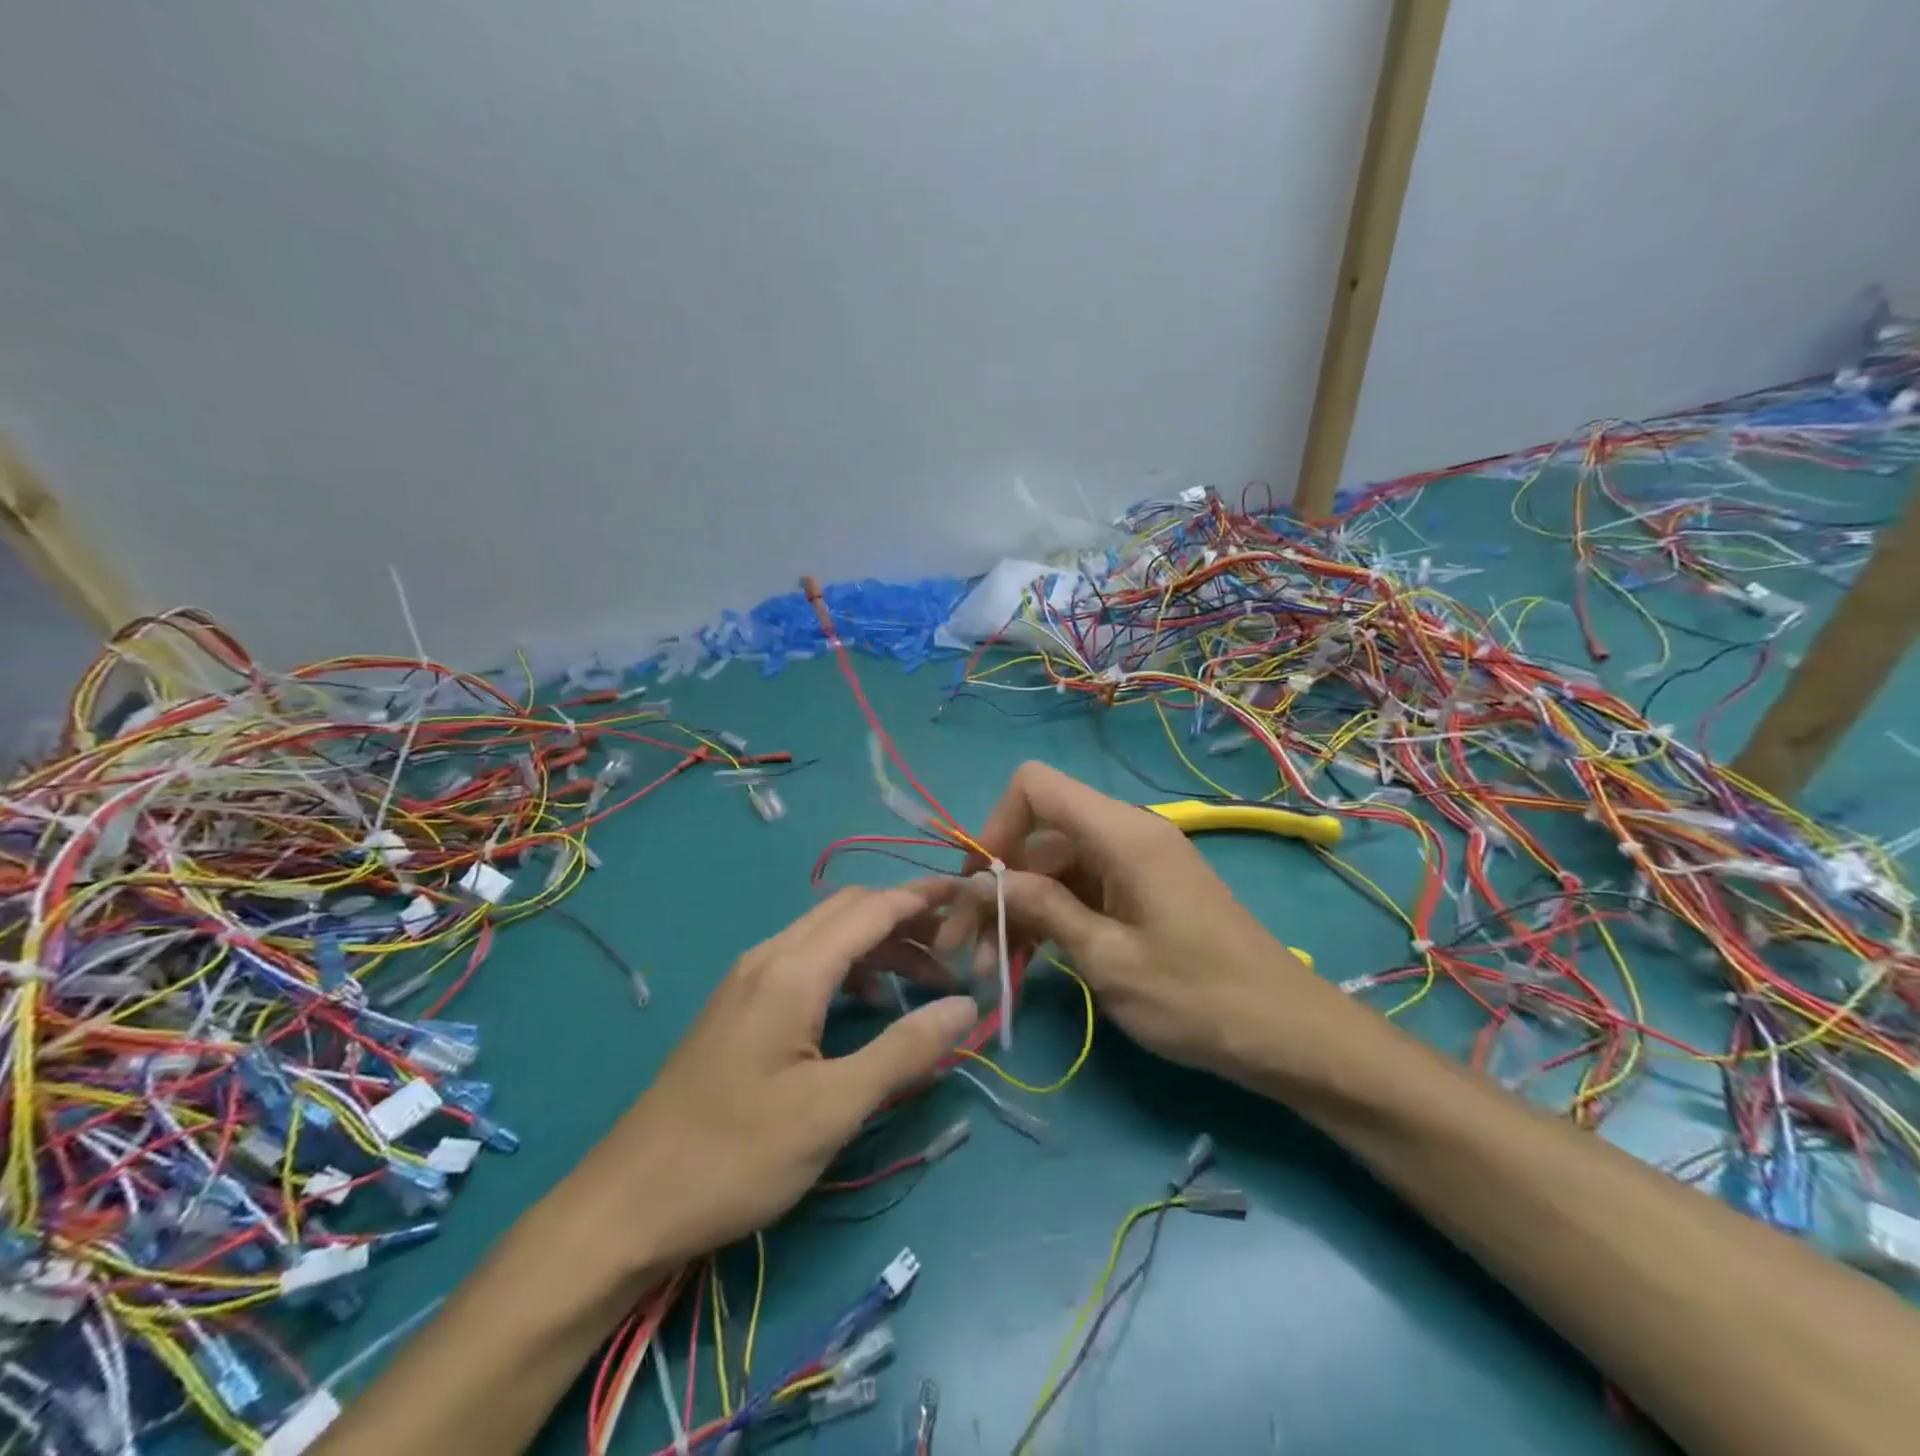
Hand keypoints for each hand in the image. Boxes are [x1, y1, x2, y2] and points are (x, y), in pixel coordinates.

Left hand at [578, 883, 976, 1266]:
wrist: (629, 1201)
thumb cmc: (737, 1155)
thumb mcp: (834, 1108)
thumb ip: (905, 1051)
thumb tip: (966, 1005)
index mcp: (794, 969)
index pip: (873, 909)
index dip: (924, 897)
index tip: (971, 894)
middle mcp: (770, 957)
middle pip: (851, 912)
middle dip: (907, 921)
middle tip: (956, 949)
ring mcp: (749, 979)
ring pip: (828, 937)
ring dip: (880, 948)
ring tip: (925, 986)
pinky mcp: (740, 1006)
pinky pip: (807, 962)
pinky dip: (850, 970)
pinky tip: (869, 1010)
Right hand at [937, 762, 1338, 1075]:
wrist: (1287, 1034)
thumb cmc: (1198, 997)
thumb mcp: (1108, 959)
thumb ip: (1042, 909)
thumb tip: (982, 881)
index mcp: (1121, 834)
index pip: (1035, 786)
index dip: (997, 824)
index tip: (979, 885)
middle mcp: (1124, 834)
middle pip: (1037, 836)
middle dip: (994, 885)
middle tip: (962, 947)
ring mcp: (1133, 864)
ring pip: (1052, 868)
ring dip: (1016, 910)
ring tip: (988, 968)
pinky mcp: (1138, 892)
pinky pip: (1078, 890)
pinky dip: (1048, 919)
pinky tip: (1024, 963)